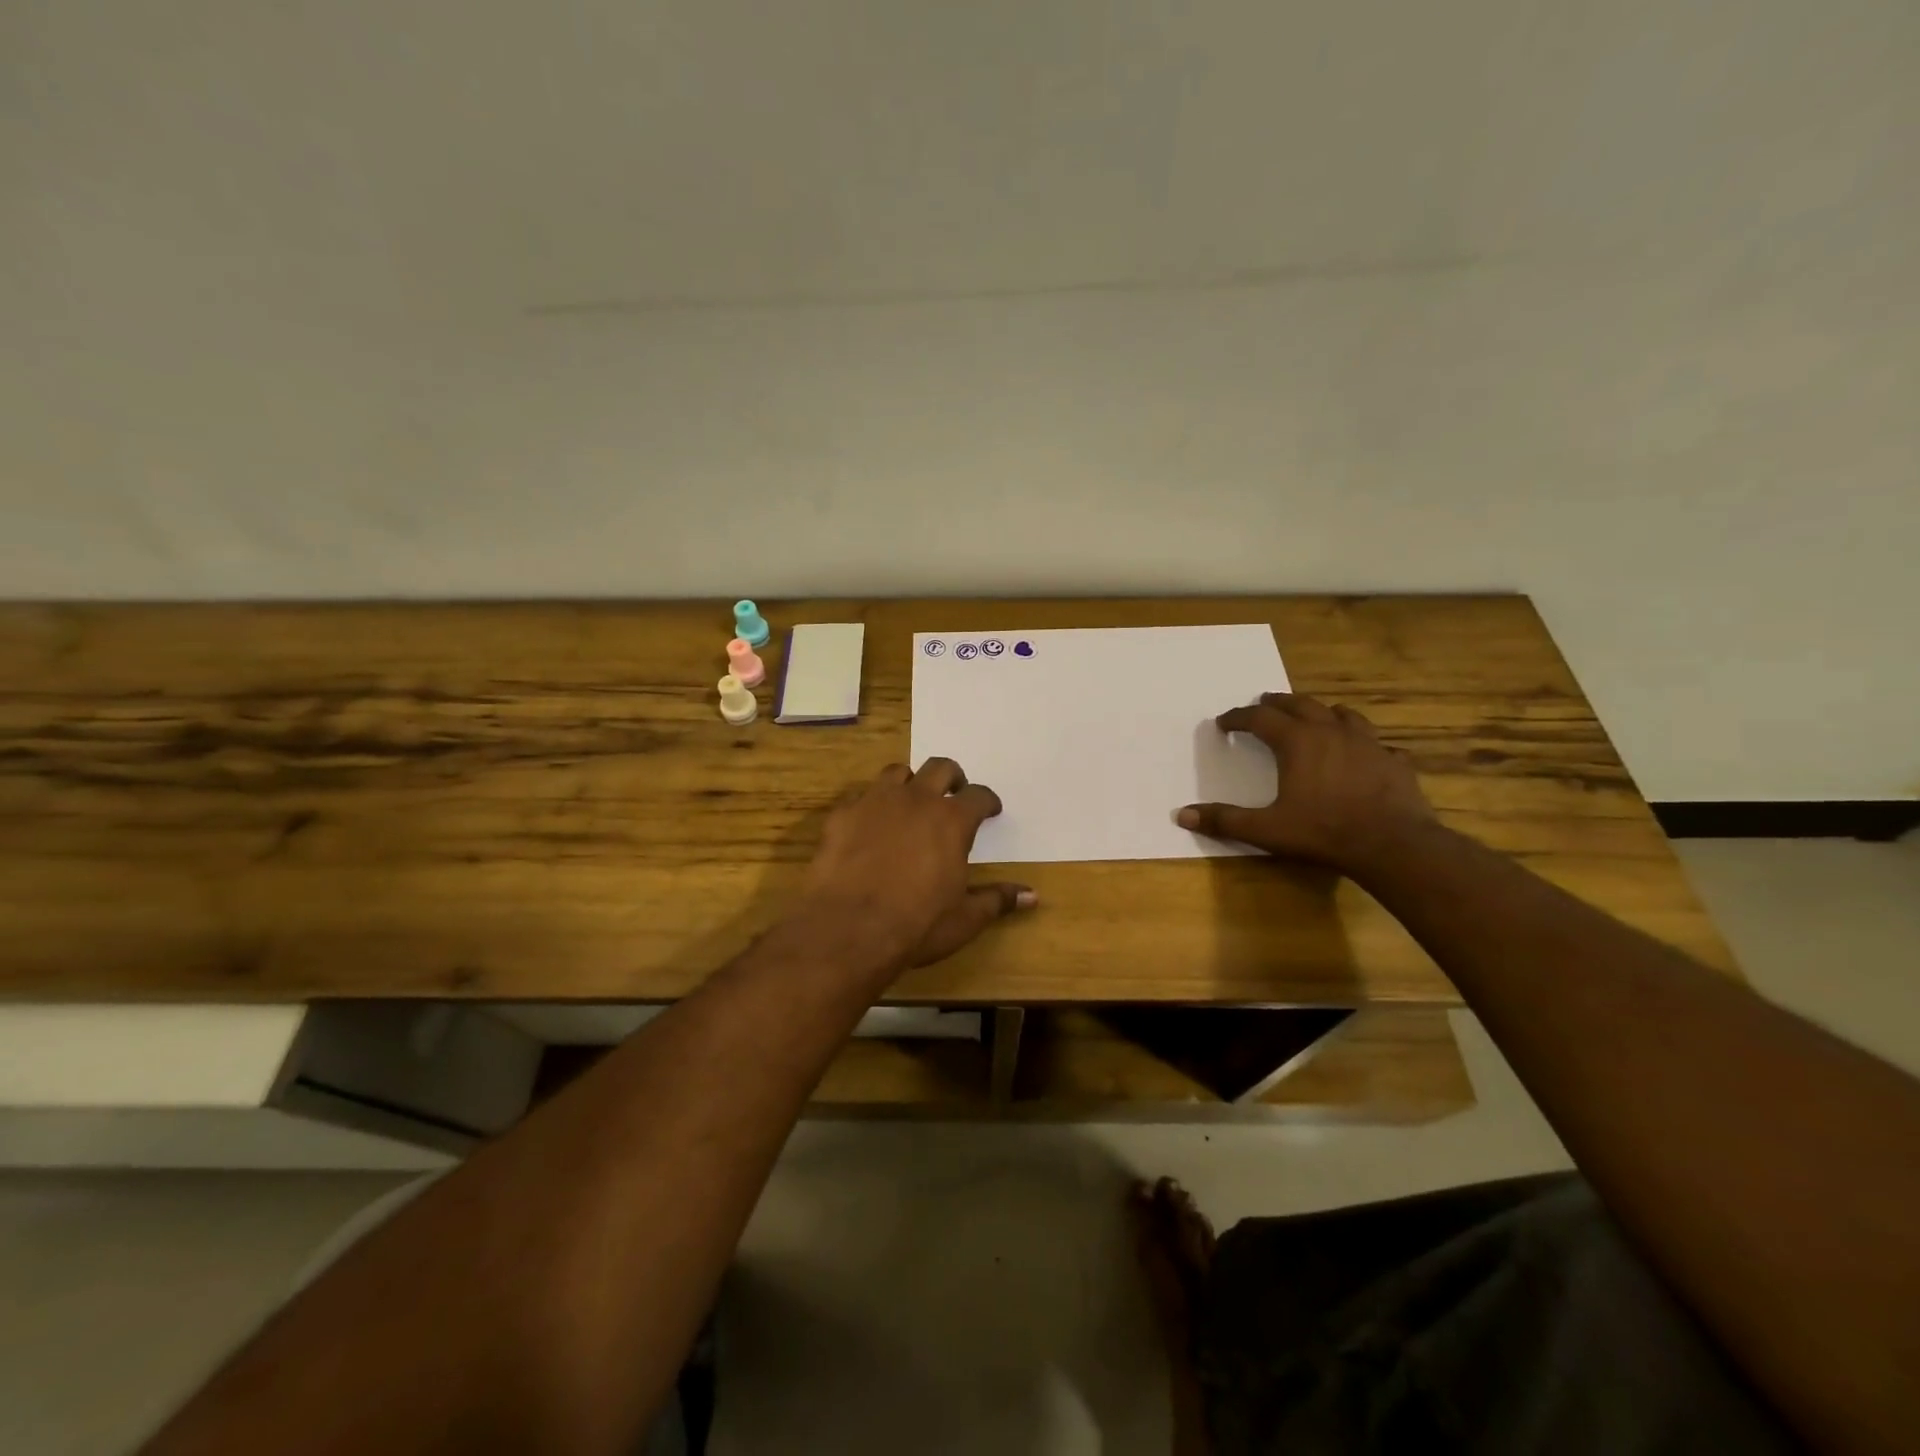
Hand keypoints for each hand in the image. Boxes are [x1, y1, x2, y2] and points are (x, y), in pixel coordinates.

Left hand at [801, 758, 1035, 970]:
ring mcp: (875, 802)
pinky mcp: (842, 815)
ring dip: (909, 783)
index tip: (991, 809)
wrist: (848, 929)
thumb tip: (1032, 896)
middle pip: (939, 768)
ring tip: (909, 802)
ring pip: (897, 773)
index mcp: (952, 821)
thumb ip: (997, 899)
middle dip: (951, 777)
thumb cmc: (917, 925)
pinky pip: (859, 796)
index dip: (987, 801)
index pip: (979, 796)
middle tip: (953, 793)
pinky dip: (869, 805)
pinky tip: (868, 825)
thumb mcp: (965, 918)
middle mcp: (916, 800)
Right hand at [1177, 693, 1440, 877]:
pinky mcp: (1394, 761)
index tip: (1224, 722)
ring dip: (1322, 712)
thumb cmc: (1323, 832)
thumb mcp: (1266, 830)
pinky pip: (1378, 743)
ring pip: (1342, 714)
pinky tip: (1364, 755)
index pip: (1259, 718)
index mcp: (1297, 742)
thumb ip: (1225, 820)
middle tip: (1263, 704)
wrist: (1393, 845)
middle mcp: (1331, 732)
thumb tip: (1182, 816)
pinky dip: (1364, 744)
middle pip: (1300, 704)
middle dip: (1277, 703)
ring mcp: (1368, 743)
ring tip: (1315, 717)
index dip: (1238, 718)